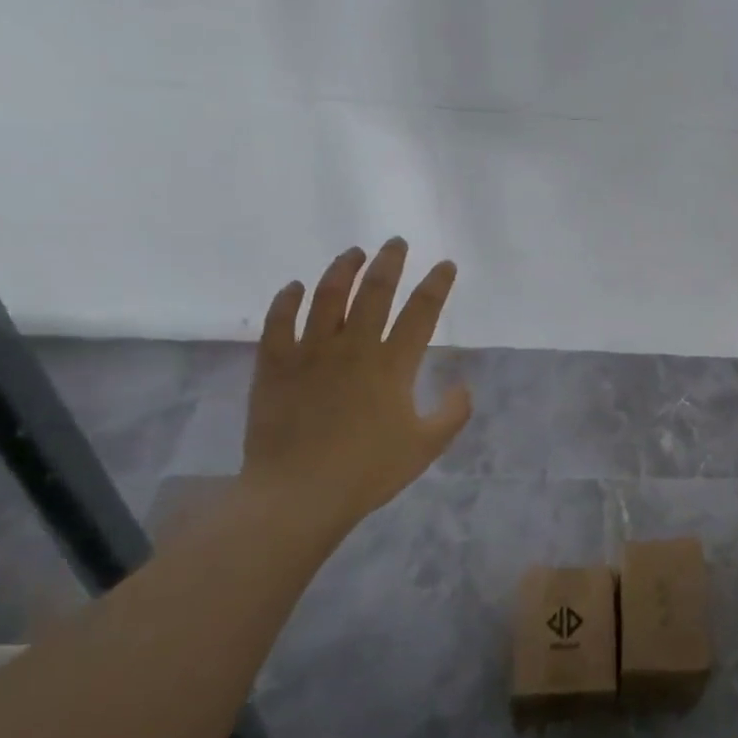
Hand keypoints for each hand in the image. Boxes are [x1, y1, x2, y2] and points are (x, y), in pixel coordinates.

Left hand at [241, 239, 471, 538]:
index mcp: (394, 365)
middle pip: (374, 291)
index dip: (436, 284)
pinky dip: (287, 300)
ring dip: (342, 269)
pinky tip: (295, 287)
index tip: (445, 265)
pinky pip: (278, 322)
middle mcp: (354, 347)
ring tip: (353, 253)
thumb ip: (453, 413)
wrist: (299, 494)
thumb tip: (462, 385)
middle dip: (389, 262)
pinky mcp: (275, 365)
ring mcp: (310, 353)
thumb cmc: (369, 471)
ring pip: (327, 296)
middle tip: (396, 243)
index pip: (421, 312)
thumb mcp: (427, 446)